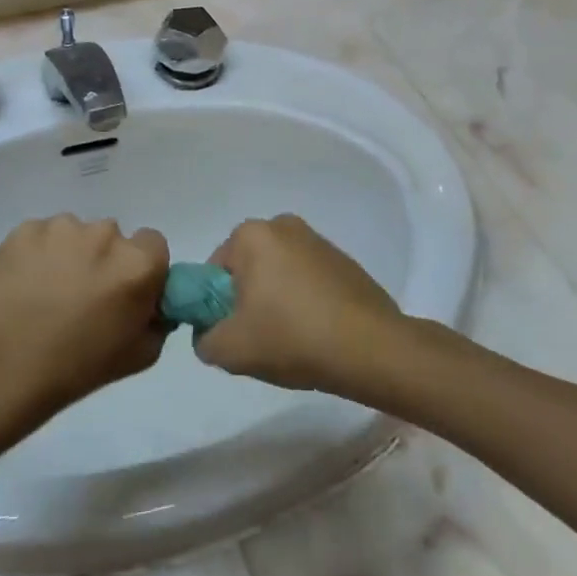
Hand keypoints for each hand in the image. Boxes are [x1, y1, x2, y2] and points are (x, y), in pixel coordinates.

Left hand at [0, 214, 169, 416]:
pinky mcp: (26, 229)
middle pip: (112, 237)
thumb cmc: (78, 368)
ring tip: (47, 292)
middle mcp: (105, 234)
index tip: (124, 291)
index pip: (153, 244)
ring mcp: (62, 227)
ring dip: (70, 255)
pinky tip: (25, 285)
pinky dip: (38, 254)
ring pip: (75, 234)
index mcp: (137, 263)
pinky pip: (42, 236)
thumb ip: (159, 319)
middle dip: (103, 260)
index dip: (141, 267)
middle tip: (83, 296)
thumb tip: (153, 301)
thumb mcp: (140, 355)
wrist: (4, 367)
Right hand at [194, 214, 402, 394]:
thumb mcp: (230, 350)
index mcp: (251, 234)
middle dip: (248, 302)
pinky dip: (305, 303)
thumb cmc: (292, 337)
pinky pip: (308, 281)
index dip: (216, 307)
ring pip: (278, 276)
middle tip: (259, 340)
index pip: (214, 272)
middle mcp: (283, 225)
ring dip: (277, 302)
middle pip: (247, 271)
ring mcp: (317, 241)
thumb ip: (204, 339)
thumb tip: (209, 334)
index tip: (233, 333)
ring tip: (291, 341)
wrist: (371, 349)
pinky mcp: (344, 261)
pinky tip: (316, 334)